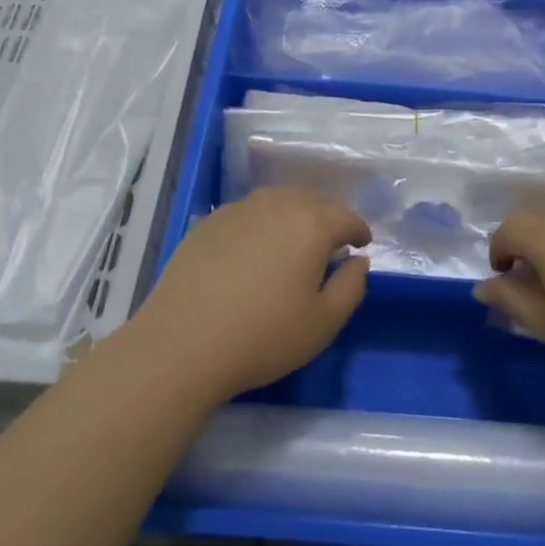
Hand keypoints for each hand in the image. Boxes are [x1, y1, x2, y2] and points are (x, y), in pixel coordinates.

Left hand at [129, 188, 370, 406]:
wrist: (182, 344)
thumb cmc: (263, 336)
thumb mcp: (324, 323)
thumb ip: (352, 286)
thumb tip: (357, 260)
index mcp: (311, 224)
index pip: (347, 217)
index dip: (359, 230)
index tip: (362, 245)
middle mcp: (277, 204)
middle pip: (314, 201)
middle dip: (329, 219)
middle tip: (333, 244)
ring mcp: (239, 209)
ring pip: (279, 201)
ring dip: (295, 216)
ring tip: (295, 242)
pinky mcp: (209, 221)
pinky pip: (249, 213)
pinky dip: (262, 223)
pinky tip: (255, 249)